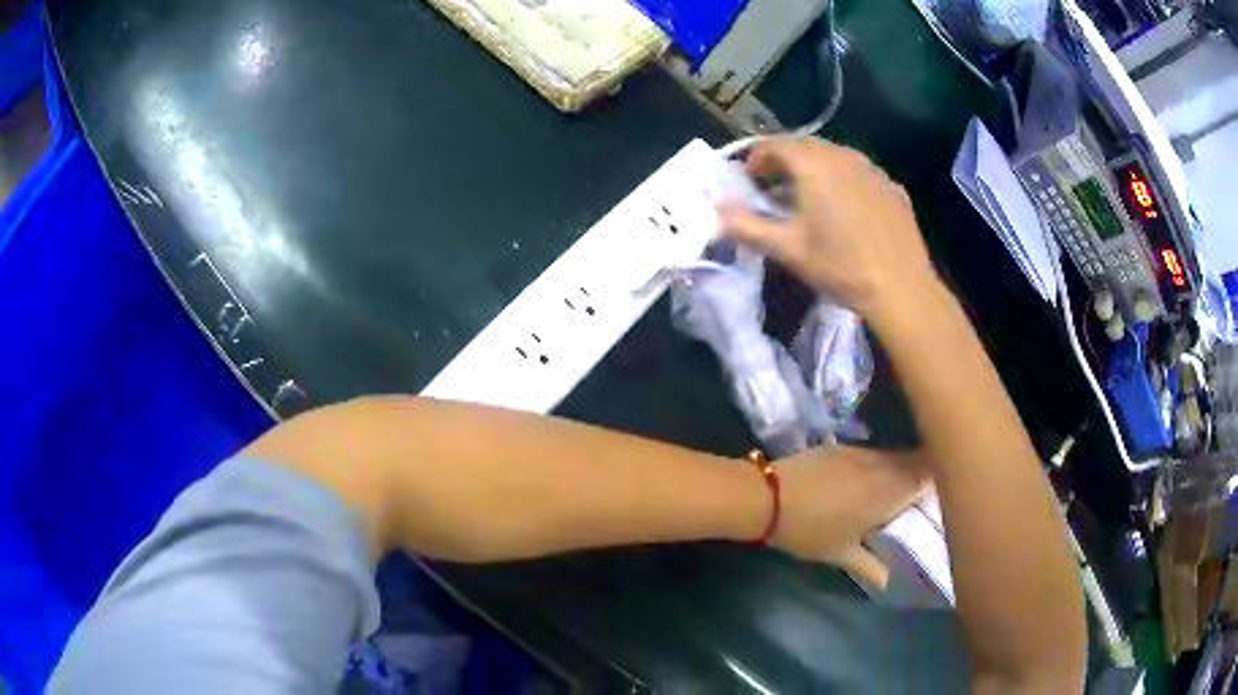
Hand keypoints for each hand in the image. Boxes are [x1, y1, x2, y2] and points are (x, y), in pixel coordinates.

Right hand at [719, 137, 938, 320]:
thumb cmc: (840, 266)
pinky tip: (847, 210)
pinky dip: (844, 181)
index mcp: (813, 165)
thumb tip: (715, 214)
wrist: (901, 287)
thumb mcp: (787, 249)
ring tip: (810, 199)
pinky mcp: (892, 187)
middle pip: (805, 146)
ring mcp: (872, 169)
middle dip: (785, 162)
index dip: (756, 159)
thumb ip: (746, 227)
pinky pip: (859, 173)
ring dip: (815, 169)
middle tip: (776, 190)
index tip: (750, 182)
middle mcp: (843, 156)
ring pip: (835, 157)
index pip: (774, 145)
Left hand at [770, 446, 926, 585]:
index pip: (930, 472)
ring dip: (900, 471)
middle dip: (923, 475)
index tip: (944, 494)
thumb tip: (891, 582)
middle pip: (915, 461)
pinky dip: (879, 466)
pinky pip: (873, 454)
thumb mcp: (842, 554)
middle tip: (921, 498)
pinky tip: (868, 482)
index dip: (941, 479)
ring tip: (896, 493)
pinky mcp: (841, 446)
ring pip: (894, 456)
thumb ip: (872, 567)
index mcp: (891, 488)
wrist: (767, 497)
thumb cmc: (810, 529)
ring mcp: (861, 451)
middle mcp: (882, 463)